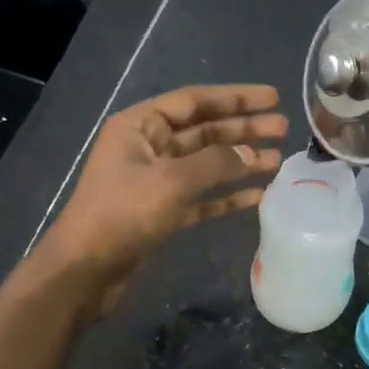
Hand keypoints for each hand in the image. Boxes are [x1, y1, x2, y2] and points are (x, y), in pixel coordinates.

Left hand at [37, 84, 286, 306]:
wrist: (85, 271)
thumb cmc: (122, 215)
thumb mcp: (171, 181)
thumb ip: (215, 163)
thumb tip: (251, 155)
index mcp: (140, 126)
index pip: (194, 101)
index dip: (235, 98)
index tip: (273, 98)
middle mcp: (148, 148)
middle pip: (204, 131)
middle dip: (243, 129)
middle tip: (283, 128)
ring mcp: (155, 182)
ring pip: (206, 165)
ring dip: (240, 162)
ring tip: (278, 160)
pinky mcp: (162, 214)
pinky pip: (202, 198)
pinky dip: (227, 196)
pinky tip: (257, 195)